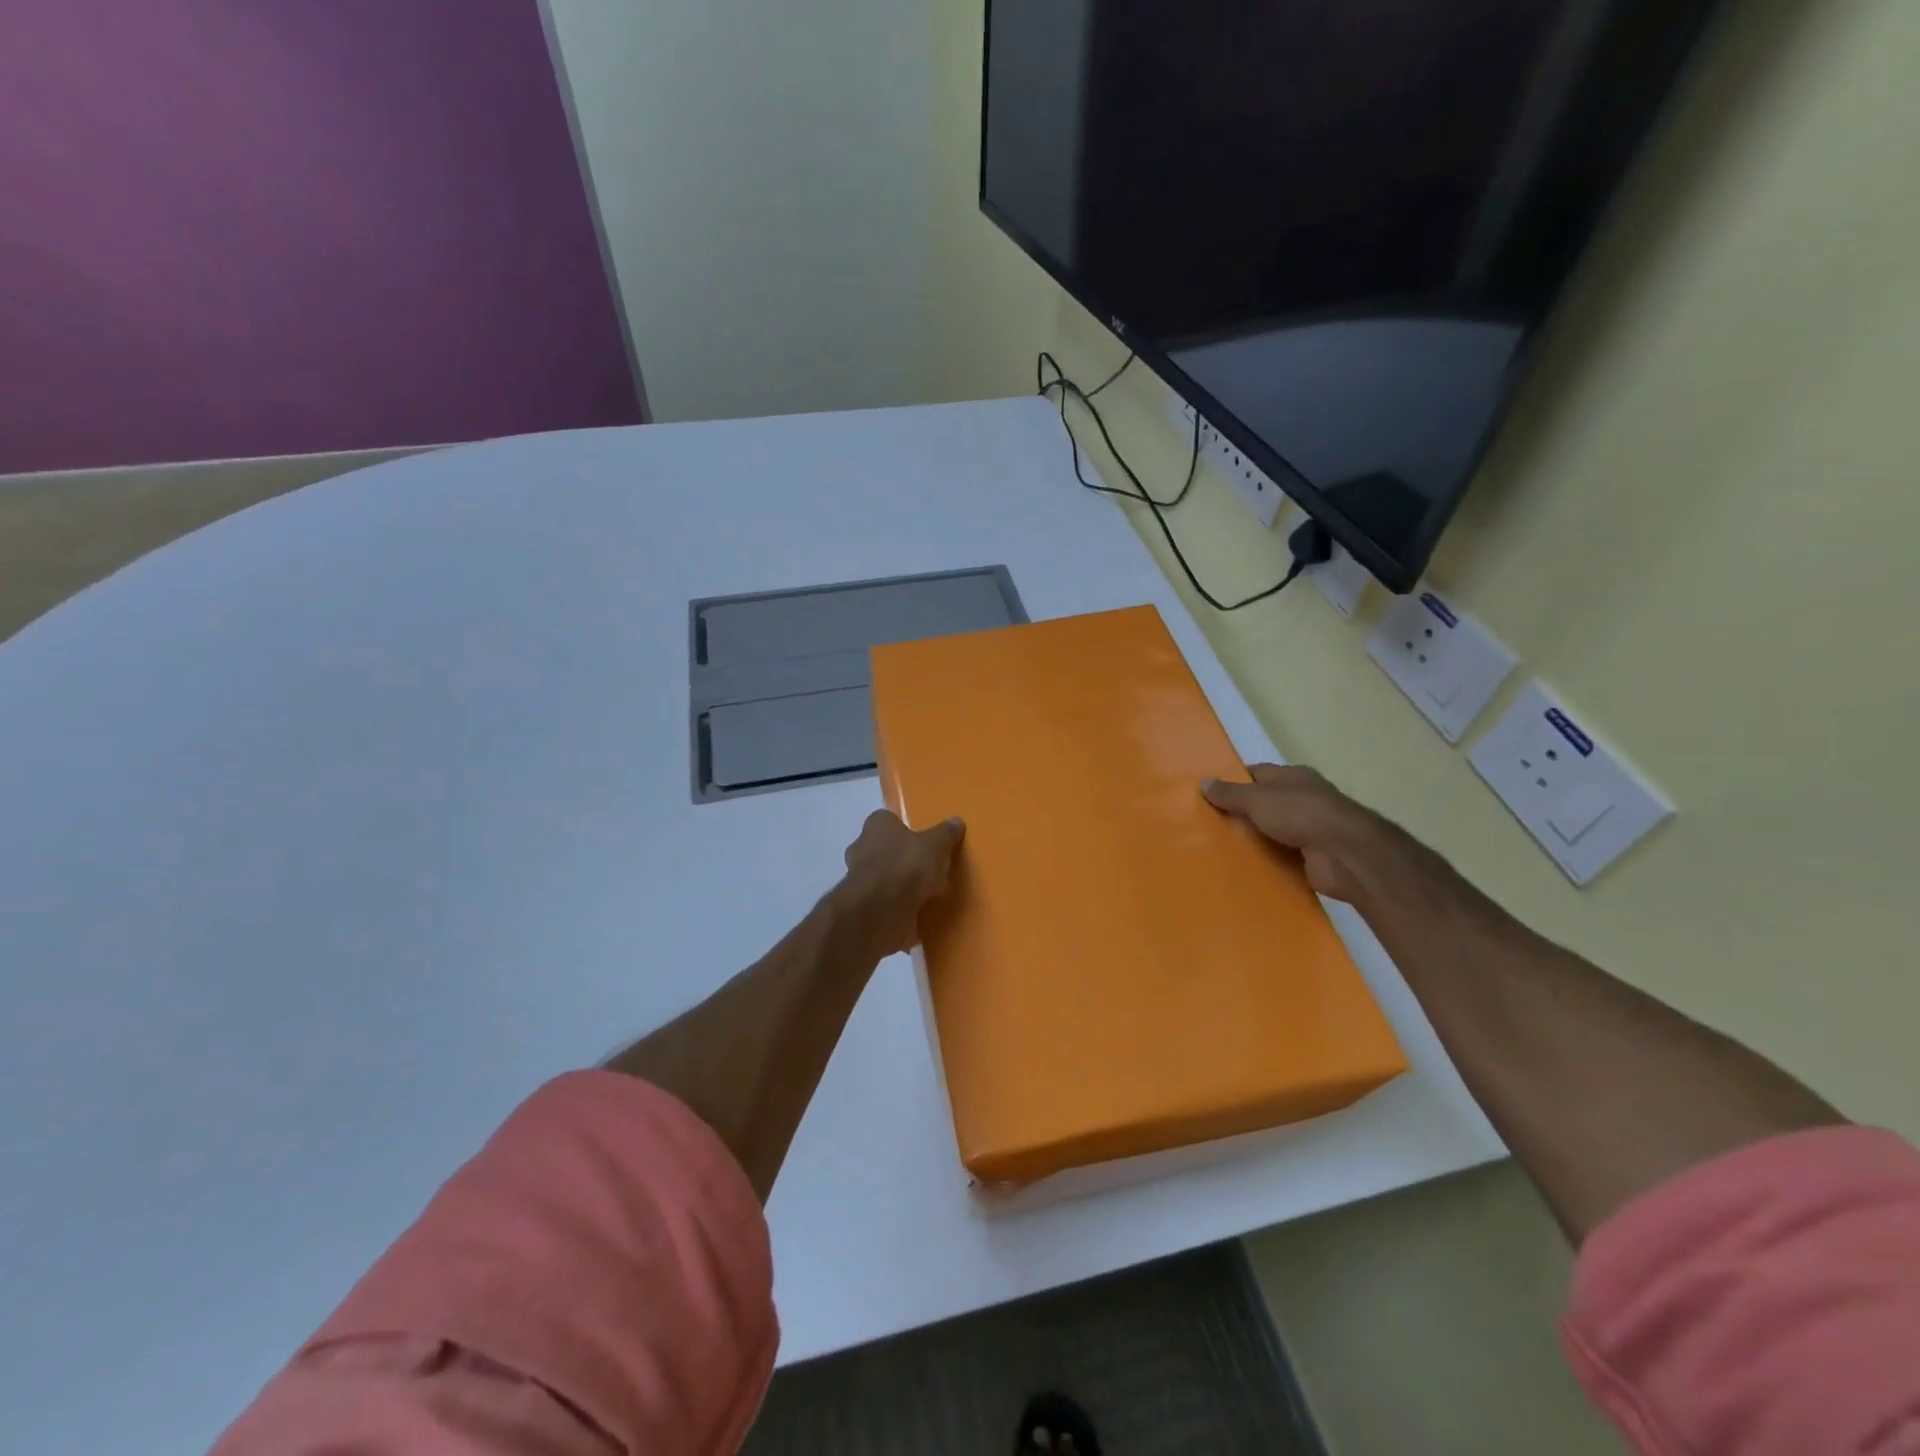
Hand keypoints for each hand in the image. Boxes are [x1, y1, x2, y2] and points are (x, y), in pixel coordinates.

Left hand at [835, 810, 965, 954]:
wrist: (880, 913)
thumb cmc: (906, 867)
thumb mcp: (936, 845)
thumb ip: (946, 833)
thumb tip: (955, 821)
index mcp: (876, 826)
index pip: (890, 820)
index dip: (907, 829)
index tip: (925, 841)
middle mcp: (861, 848)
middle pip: (886, 849)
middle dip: (904, 858)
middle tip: (930, 868)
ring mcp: (859, 880)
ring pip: (884, 877)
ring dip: (901, 885)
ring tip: (929, 894)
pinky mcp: (863, 907)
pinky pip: (885, 902)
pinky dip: (898, 907)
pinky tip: (918, 913)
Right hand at [1202, 765, 1394, 905]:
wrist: (1345, 853)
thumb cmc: (1300, 813)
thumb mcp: (1257, 799)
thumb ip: (1230, 793)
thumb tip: (1203, 783)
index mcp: (1293, 777)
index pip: (1257, 774)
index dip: (1233, 782)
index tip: (1208, 794)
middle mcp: (1303, 799)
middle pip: (1263, 803)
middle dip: (1239, 813)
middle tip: (1207, 824)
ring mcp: (1310, 829)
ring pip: (1271, 831)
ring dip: (1252, 839)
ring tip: (1217, 847)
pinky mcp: (1311, 856)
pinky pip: (1281, 855)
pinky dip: (1265, 860)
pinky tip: (1242, 867)